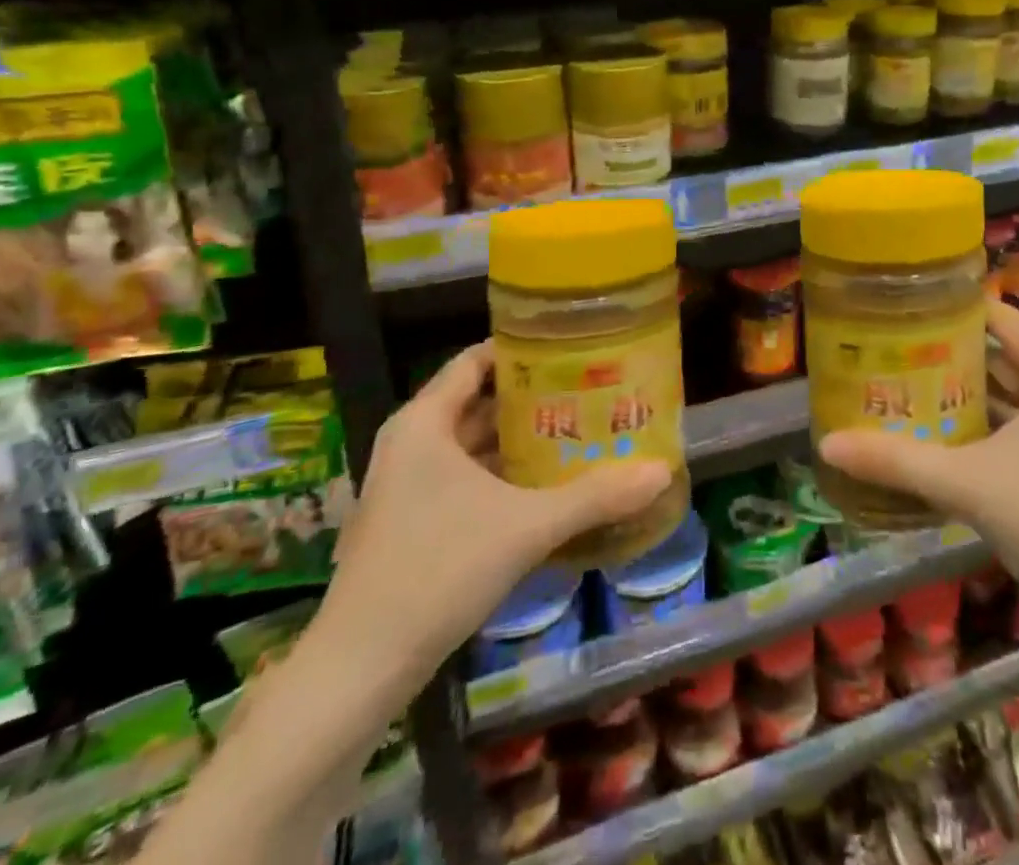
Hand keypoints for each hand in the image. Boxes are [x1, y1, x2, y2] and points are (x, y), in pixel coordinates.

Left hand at [314, 342, 670, 678]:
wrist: (358, 671)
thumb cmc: (437, 572)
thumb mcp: (526, 527)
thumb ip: (595, 496)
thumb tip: (661, 471)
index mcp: (424, 423)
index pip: (475, 360)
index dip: (522, 349)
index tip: (572, 347)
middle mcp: (412, 444)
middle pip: (479, 400)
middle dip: (533, 397)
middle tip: (589, 390)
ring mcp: (408, 486)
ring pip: (473, 444)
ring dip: (521, 439)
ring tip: (579, 431)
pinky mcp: (412, 523)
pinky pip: (466, 478)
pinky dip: (504, 474)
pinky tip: (547, 486)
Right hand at [818, 299, 1018, 619]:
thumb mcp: (966, 484)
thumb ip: (896, 460)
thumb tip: (827, 444)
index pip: (1000, 319)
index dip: (953, 310)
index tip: (904, 306)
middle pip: (1002, 355)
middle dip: (950, 354)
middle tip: (892, 347)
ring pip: (1011, 394)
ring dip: (965, 393)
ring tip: (906, 383)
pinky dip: (985, 424)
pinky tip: (941, 433)